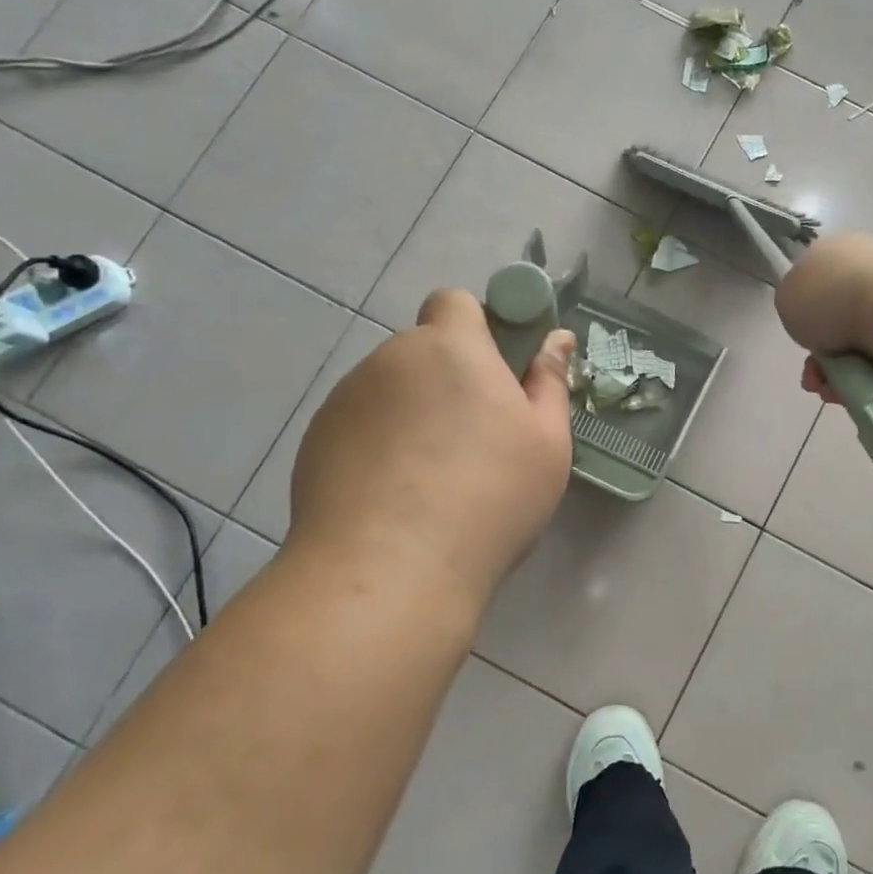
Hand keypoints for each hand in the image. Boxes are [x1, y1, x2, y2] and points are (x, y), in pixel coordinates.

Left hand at [286, 289, 576, 602]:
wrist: (389, 571)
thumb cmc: (489, 497)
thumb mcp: (546, 443)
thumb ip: (549, 382)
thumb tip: (556, 339)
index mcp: (450, 347)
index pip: (454, 302)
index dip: (477, 328)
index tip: (497, 374)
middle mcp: (390, 359)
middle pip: (423, 352)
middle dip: (448, 380)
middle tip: (474, 440)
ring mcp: (345, 400)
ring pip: (390, 392)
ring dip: (412, 414)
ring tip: (431, 481)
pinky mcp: (315, 442)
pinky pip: (360, 427)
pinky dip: (378, 447)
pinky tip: (394, 500)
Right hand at [777, 233, 872, 415]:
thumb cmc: (832, 297)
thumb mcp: (787, 295)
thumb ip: (794, 304)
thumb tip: (815, 318)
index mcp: (841, 251)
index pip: (819, 285)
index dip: (806, 318)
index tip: (803, 339)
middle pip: (839, 323)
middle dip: (823, 358)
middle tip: (816, 378)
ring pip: (861, 349)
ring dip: (841, 376)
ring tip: (835, 392)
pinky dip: (869, 382)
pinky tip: (860, 392)